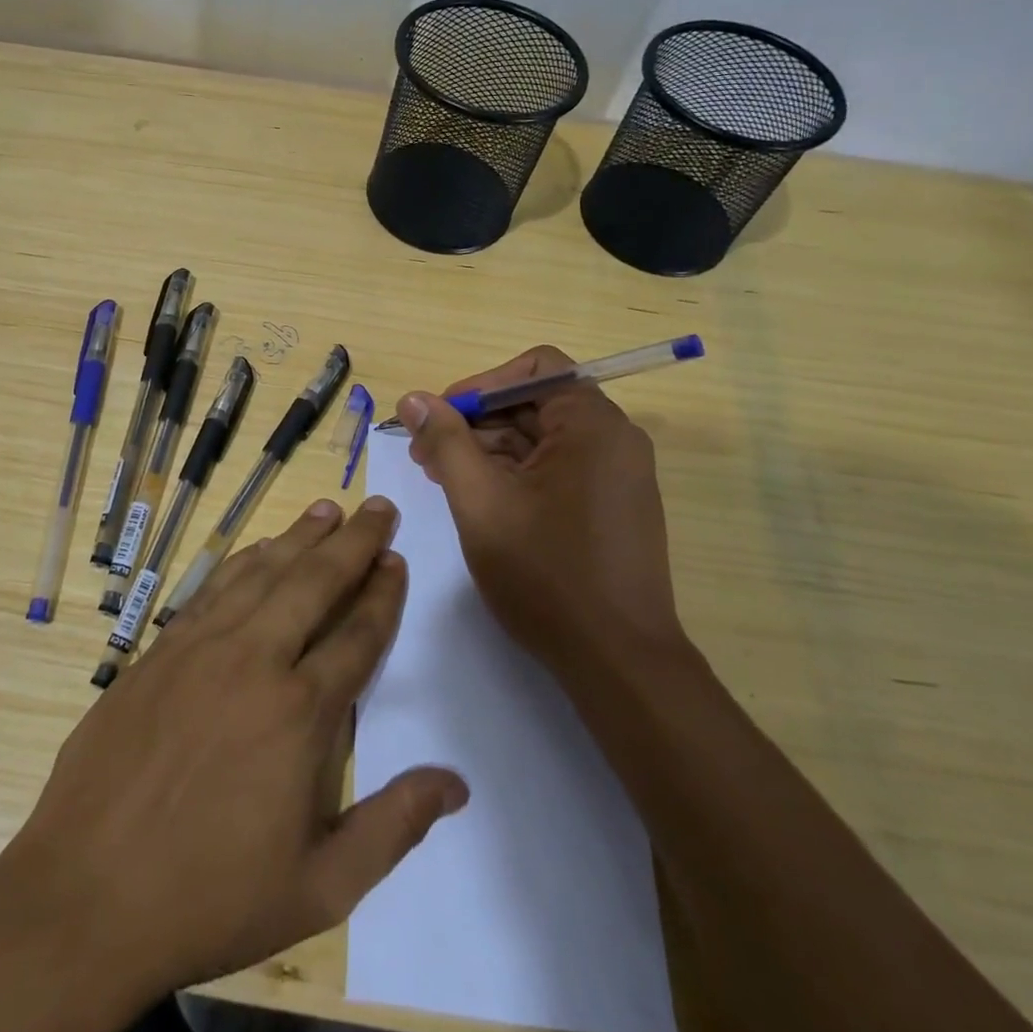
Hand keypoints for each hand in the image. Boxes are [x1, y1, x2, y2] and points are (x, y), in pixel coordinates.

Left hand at [2, 497, 469, 1011]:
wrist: (87, 894)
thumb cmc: (211, 898)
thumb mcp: (320, 889)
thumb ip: (392, 828)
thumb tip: (455, 782)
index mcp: (299, 713)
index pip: (358, 634)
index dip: (383, 593)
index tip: (397, 560)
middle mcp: (255, 661)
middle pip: (316, 583)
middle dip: (354, 542)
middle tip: (378, 507)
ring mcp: (202, 647)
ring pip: (264, 573)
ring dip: (301, 537)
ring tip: (328, 509)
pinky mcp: (160, 649)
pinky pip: (213, 588)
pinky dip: (244, 560)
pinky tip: (260, 547)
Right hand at [396, 345, 684, 672]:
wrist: (618, 663)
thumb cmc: (546, 574)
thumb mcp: (480, 501)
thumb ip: (445, 441)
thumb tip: (414, 398)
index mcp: (591, 425)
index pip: (533, 368)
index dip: (479, 385)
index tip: (439, 418)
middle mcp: (613, 439)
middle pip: (534, 403)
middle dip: (475, 422)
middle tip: (425, 455)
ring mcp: (617, 474)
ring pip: (542, 439)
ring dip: (489, 450)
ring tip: (443, 480)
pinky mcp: (612, 505)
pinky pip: (557, 468)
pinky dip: (515, 474)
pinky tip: (480, 500)